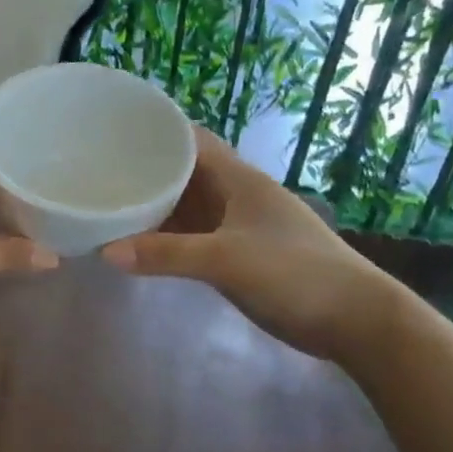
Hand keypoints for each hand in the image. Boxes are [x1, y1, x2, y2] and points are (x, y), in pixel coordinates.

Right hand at [101, 128, 404, 362]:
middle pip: (184, 172)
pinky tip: (140, 243)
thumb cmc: (295, 274)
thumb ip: (167, 255)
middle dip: (146, 170)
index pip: (191, 140)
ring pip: (187, 205)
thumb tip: (105, 252)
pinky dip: (167, 236)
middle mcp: (236, 195)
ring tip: (109, 204)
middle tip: (97, 172)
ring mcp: (238, 226)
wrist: (354, 319)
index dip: (155, 132)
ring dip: (155, 205)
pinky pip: (192, 235)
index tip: (113, 134)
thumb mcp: (226, 260)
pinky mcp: (238, 254)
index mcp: (238, 179)